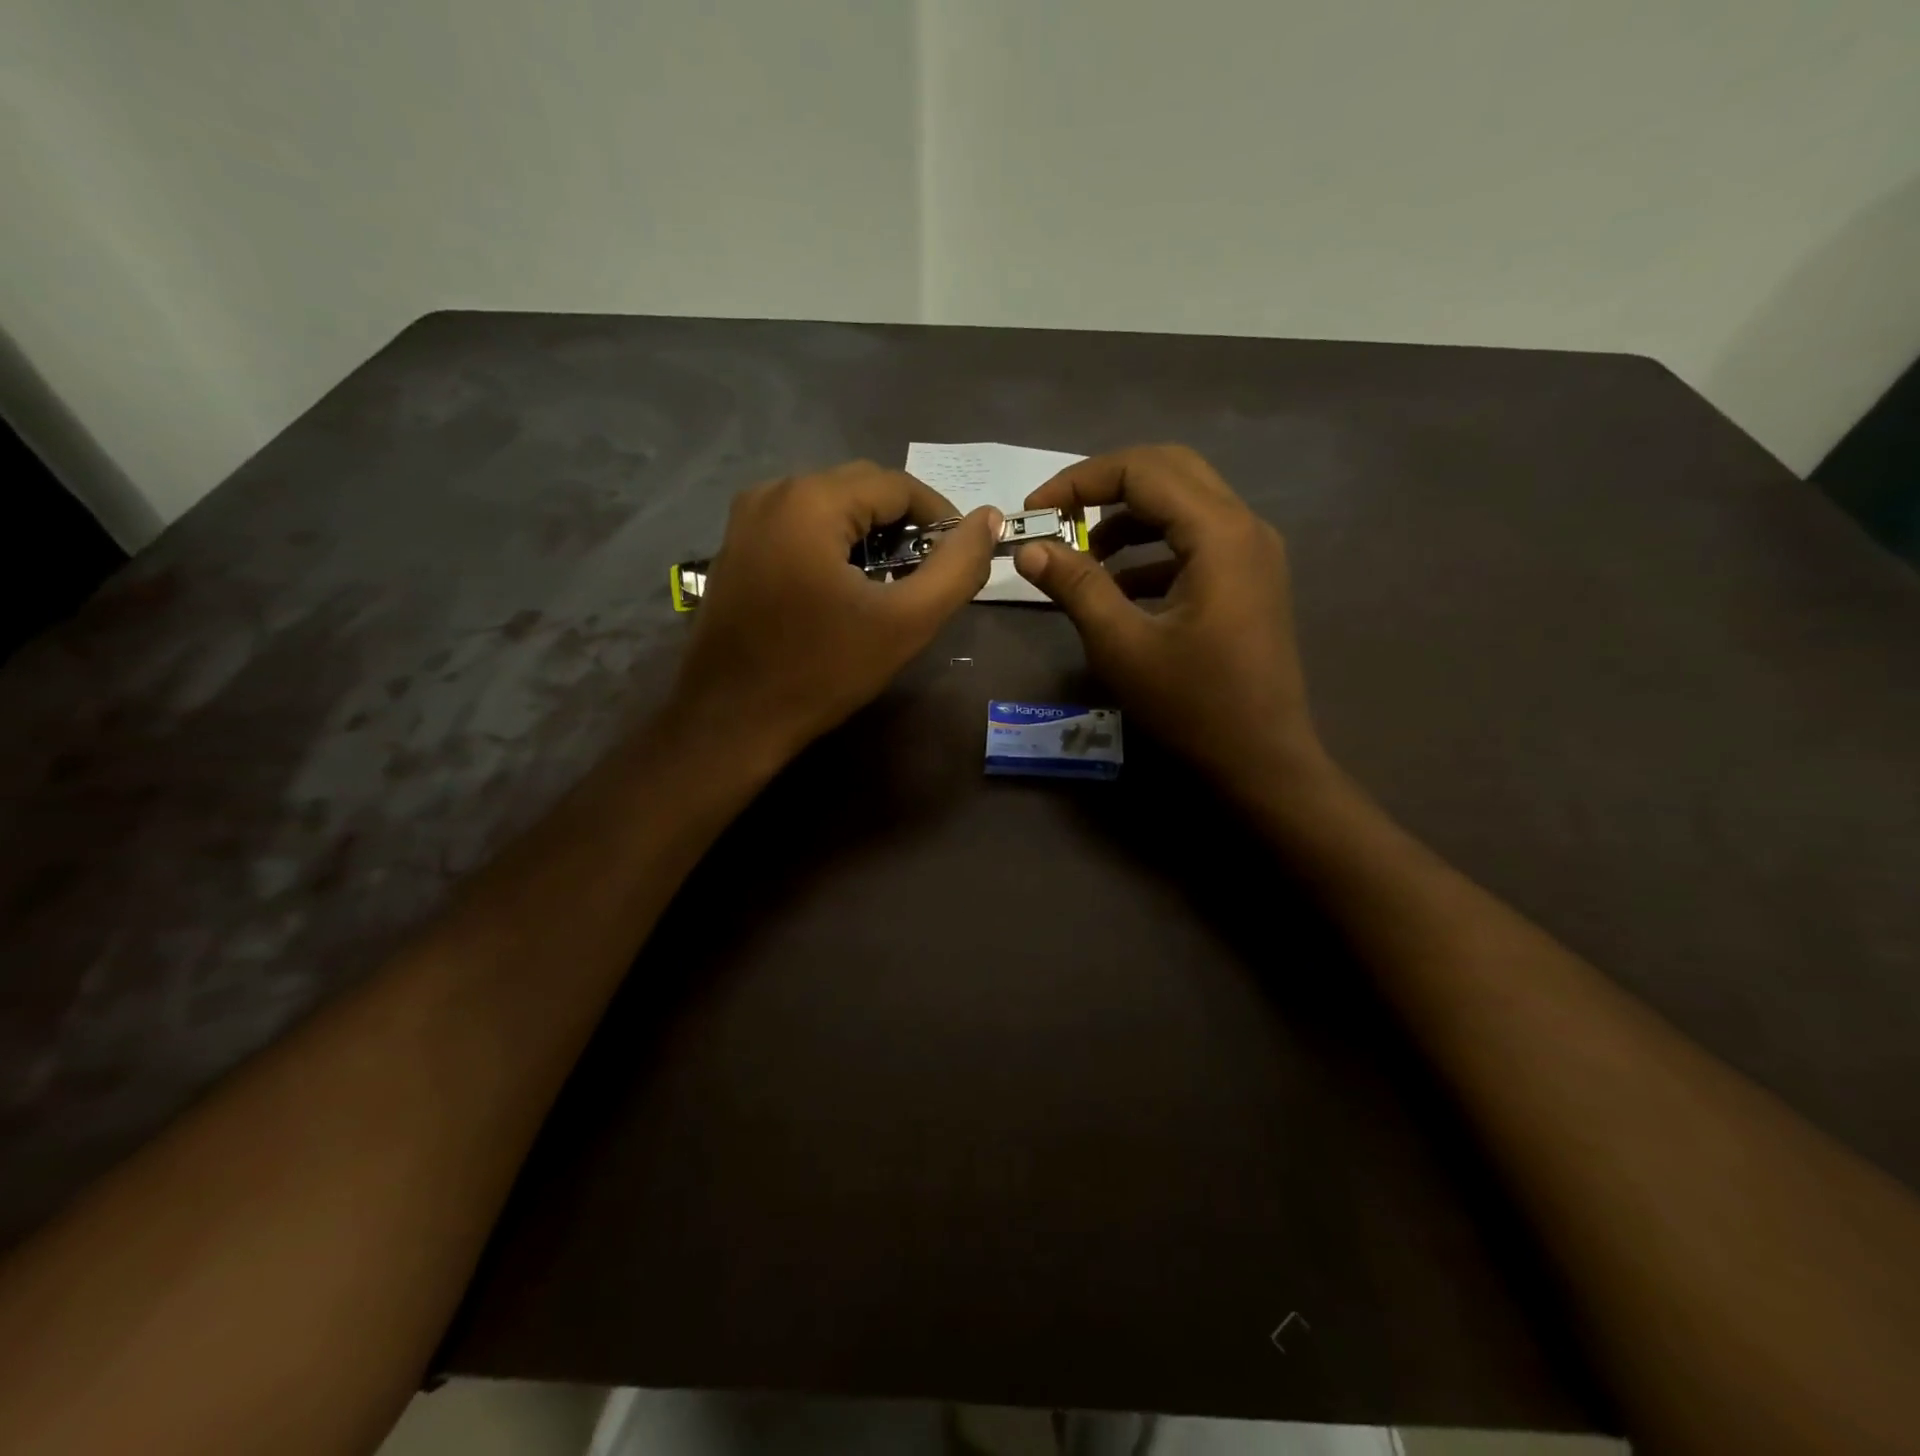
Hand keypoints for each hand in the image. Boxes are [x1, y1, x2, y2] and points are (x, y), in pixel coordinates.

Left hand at [674, 460, 1000, 763]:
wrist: (731, 721)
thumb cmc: (822, 670)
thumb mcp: (905, 622)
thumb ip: (957, 567)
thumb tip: (990, 520)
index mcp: (810, 499)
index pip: (898, 485)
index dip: (941, 518)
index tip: (960, 561)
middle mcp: (772, 492)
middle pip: (861, 489)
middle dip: (904, 527)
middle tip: (926, 578)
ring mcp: (745, 519)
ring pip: (830, 508)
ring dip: (869, 538)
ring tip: (889, 588)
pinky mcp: (735, 548)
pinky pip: (799, 529)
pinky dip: (833, 548)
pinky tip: (844, 592)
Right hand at [1014, 444, 1326, 791]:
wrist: (1262, 760)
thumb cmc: (1193, 705)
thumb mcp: (1122, 646)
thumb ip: (1076, 586)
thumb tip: (1029, 548)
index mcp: (1219, 533)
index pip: (1142, 470)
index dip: (1080, 481)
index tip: (1034, 512)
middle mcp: (1244, 527)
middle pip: (1169, 471)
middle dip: (1105, 486)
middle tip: (1058, 517)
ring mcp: (1253, 553)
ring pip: (1184, 504)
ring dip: (1129, 517)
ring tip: (1083, 555)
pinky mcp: (1250, 579)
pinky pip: (1196, 541)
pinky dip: (1153, 549)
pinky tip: (1119, 587)